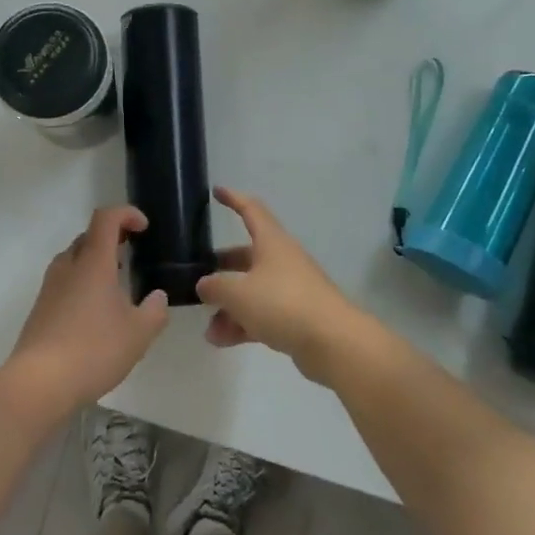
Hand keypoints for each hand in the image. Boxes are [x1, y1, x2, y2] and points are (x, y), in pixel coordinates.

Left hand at [4, 206, 169, 414]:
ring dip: (96, 261)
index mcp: (93, 261)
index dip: (126, 214)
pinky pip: (65, 281)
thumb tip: (158, 297)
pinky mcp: (41, 308)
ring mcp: (50, 286)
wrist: (39, 383)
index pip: (106, 218)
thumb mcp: (138, 333)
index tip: (144, 227)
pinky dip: (83, 283)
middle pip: (89, 236)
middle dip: (112, 238)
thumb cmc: (93, 349)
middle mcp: (68, 266)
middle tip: (132, 253)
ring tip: (117, 284)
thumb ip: (154, 311)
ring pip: (75, 259)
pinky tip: (96, 312)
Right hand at [196, 188, 369, 385]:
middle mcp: (282, 260)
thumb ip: (215, 286)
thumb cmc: (283, 304)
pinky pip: (262, 314)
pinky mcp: (296, 317)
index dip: (233, 199)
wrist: (333, 342)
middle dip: (223, 266)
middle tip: (200, 275)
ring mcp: (291, 289)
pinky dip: (243, 324)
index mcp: (271, 242)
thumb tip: (204, 284)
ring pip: (253, 290)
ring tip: (208, 328)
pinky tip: (221, 340)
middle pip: (247, 255)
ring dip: (229, 306)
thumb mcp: (239, 293)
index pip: (251, 210)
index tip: (216, 191)